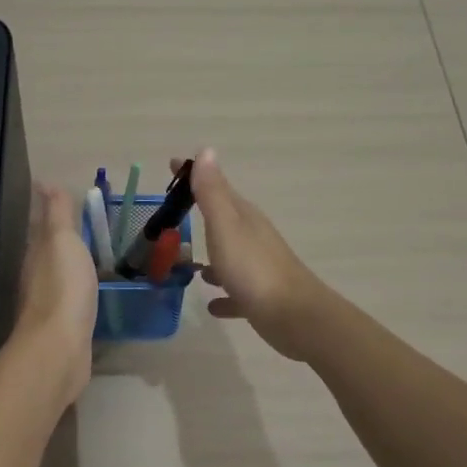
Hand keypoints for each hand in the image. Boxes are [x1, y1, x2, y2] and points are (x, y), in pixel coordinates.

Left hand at [13, 183, 97, 404]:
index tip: (59, 196)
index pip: (41, 226)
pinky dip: (77, 290)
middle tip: (80, 224)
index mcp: (37, 253)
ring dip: (69, 264)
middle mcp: (37, 277)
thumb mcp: (62, 241)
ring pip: (58, 276)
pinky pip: (71, 300)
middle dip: (58, 237)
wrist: (59, 347)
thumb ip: (57, 214)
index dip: (49, 211)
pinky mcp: (64, 328)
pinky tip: (89, 293)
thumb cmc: (63, 287)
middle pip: (47, 251)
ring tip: (89, 256)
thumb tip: (45, 183)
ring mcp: (49, 305)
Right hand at [183, 149, 332, 361]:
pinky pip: (236, 292)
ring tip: (188, 266)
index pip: (216, 187)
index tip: (172, 165)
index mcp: (243, 217)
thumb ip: (213, 193)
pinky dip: (223, 294)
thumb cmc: (253, 269)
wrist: (295, 316)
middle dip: (200, 215)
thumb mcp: (226, 226)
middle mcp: (252, 238)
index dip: (194, 176)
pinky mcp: (259, 297)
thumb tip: (206, 150)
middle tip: (172, 216)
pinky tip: (211, 304)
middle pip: (223, 220)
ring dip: (212, 259)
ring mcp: (257, 268)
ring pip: (229, 256)